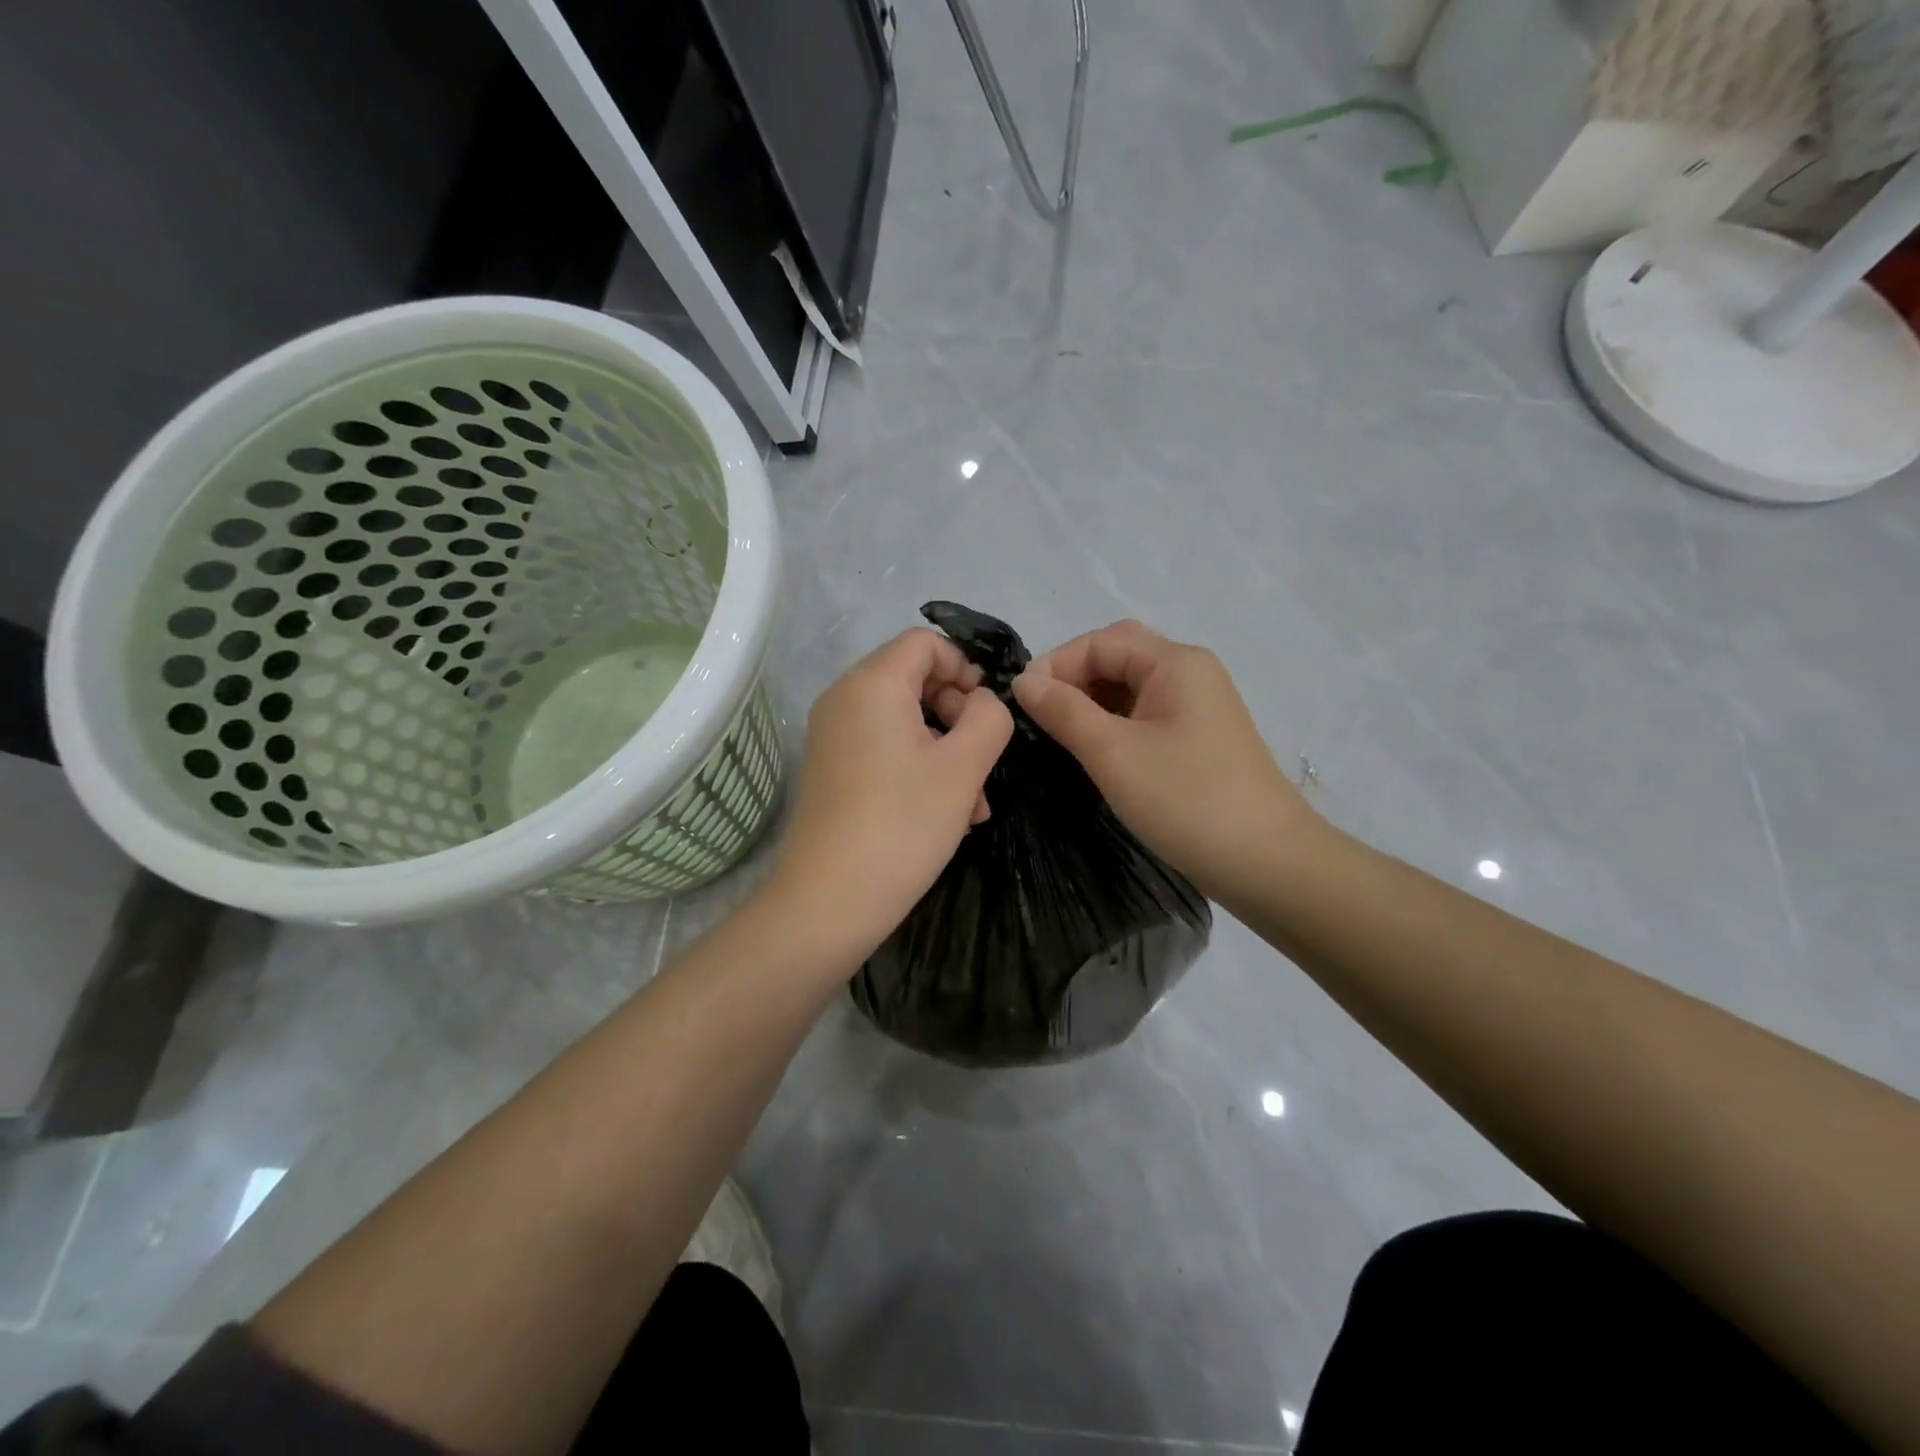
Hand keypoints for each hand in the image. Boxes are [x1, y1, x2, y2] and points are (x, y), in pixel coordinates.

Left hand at [772, 629, 1013, 953]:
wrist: (829, 901)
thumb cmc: (903, 825)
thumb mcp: (964, 767)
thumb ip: (989, 718)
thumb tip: (982, 701)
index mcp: (872, 684)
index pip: (926, 643)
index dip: (965, 667)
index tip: (988, 713)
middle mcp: (844, 698)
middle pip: (915, 679)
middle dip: (959, 716)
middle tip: (984, 763)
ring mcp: (833, 735)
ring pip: (905, 720)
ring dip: (946, 750)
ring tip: (974, 804)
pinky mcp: (832, 768)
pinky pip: (884, 748)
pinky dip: (918, 767)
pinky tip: (946, 814)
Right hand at [1012, 620, 1321, 898]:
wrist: (1267, 862)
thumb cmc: (1187, 801)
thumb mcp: (1114, 753)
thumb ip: (1064, 711)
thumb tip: (1024, 681)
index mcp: (1176, 663)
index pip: (1101, 641)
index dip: (1056, 664)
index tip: (1021, 703)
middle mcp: (1190, 673)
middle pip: (1119, 656)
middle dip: (1074, 679)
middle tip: (1040, 715)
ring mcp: (1198, 706)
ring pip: (1131, 687)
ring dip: (1092, 702)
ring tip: (1059, 736)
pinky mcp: (1199, 738)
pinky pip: (1146, 714)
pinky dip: (1113, 723)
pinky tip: (1094, 751)